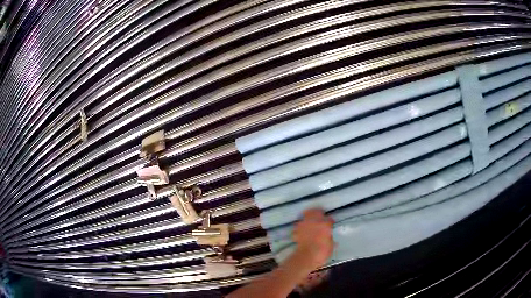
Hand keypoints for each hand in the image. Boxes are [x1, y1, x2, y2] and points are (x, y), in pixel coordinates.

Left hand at [292, 208, 333, 270]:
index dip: (330, 221)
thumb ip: (329, 238)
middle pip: (315, 211)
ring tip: (310, 222)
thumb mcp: (330, 245)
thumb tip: (329, 237)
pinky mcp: (297, 230)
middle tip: (320, 216)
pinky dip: (300, 227)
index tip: (330, 224)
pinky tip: (302, 231)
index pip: (329, 219)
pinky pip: (299, 225)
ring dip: (308, 217)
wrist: (307, 257)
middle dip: (318, 213)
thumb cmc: (322, 252)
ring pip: (306, 215)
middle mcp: (314, 221)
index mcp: (325, 224)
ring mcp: (304, 225)